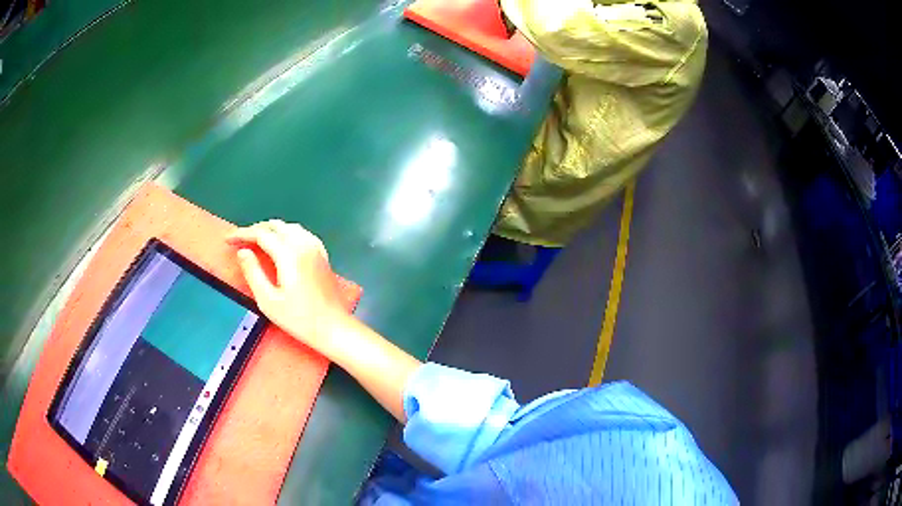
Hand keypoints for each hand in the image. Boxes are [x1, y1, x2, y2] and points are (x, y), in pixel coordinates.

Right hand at [226, 220, 349, 354]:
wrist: (333, 327)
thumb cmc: (299, 319)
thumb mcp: (268, 300)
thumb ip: (253, 273)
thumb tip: (243, 252)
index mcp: (289, 254)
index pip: (261, 234)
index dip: (242, 234)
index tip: (228, 240)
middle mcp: (304, 245)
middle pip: (275, 226)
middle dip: (255, 230)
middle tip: (239, 241)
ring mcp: (316, 248)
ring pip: (289, 227)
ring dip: (270, 230)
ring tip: (255, 242)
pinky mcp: (322, 255)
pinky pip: (301, 234)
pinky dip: (285, 233)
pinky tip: (280, 244)